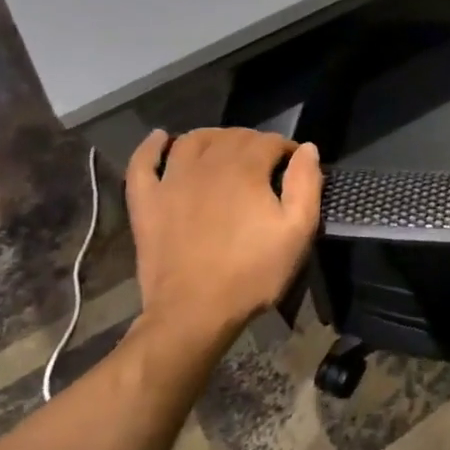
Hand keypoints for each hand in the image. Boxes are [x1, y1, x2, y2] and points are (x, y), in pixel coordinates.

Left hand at [125, 128, 322, 354]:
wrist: (194, 312)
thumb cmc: (252, 272)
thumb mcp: (297, 231)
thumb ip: (306, 184)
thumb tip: (307, 149)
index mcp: (245, 169)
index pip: (269, 141)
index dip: (286, 149)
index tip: (295, 167)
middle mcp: (206, 164)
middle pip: (232, 137)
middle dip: (253, 142)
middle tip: (265, 164)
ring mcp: (170, 181)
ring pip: (191, 141)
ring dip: (212, 137)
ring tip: (224, 148)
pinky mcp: (146, 202)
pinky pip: (142, 164)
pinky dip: (150, 147)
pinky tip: (160, 139)